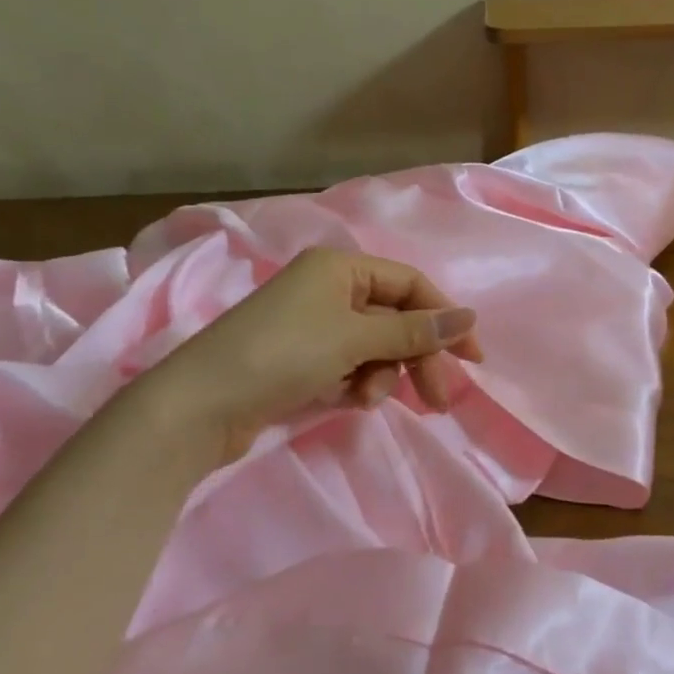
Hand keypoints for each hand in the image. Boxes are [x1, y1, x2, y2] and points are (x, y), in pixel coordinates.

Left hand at [140, 247, 482, 456]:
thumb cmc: (282, 355)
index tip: (473, 359)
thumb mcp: (355, 338)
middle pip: (395, 319)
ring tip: (369, 401)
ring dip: (383, 374)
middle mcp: (329, 288)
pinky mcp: (301, 358)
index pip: (411, 286)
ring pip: (375, 346)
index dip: (444, 319)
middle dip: (418, 357)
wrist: (200, 406)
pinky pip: (350, 364)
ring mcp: (313, 324)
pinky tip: (350, 401)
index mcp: (340, 267)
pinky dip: (358, 382)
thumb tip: (469, 317)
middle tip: (440, 399)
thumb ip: (415, 331)